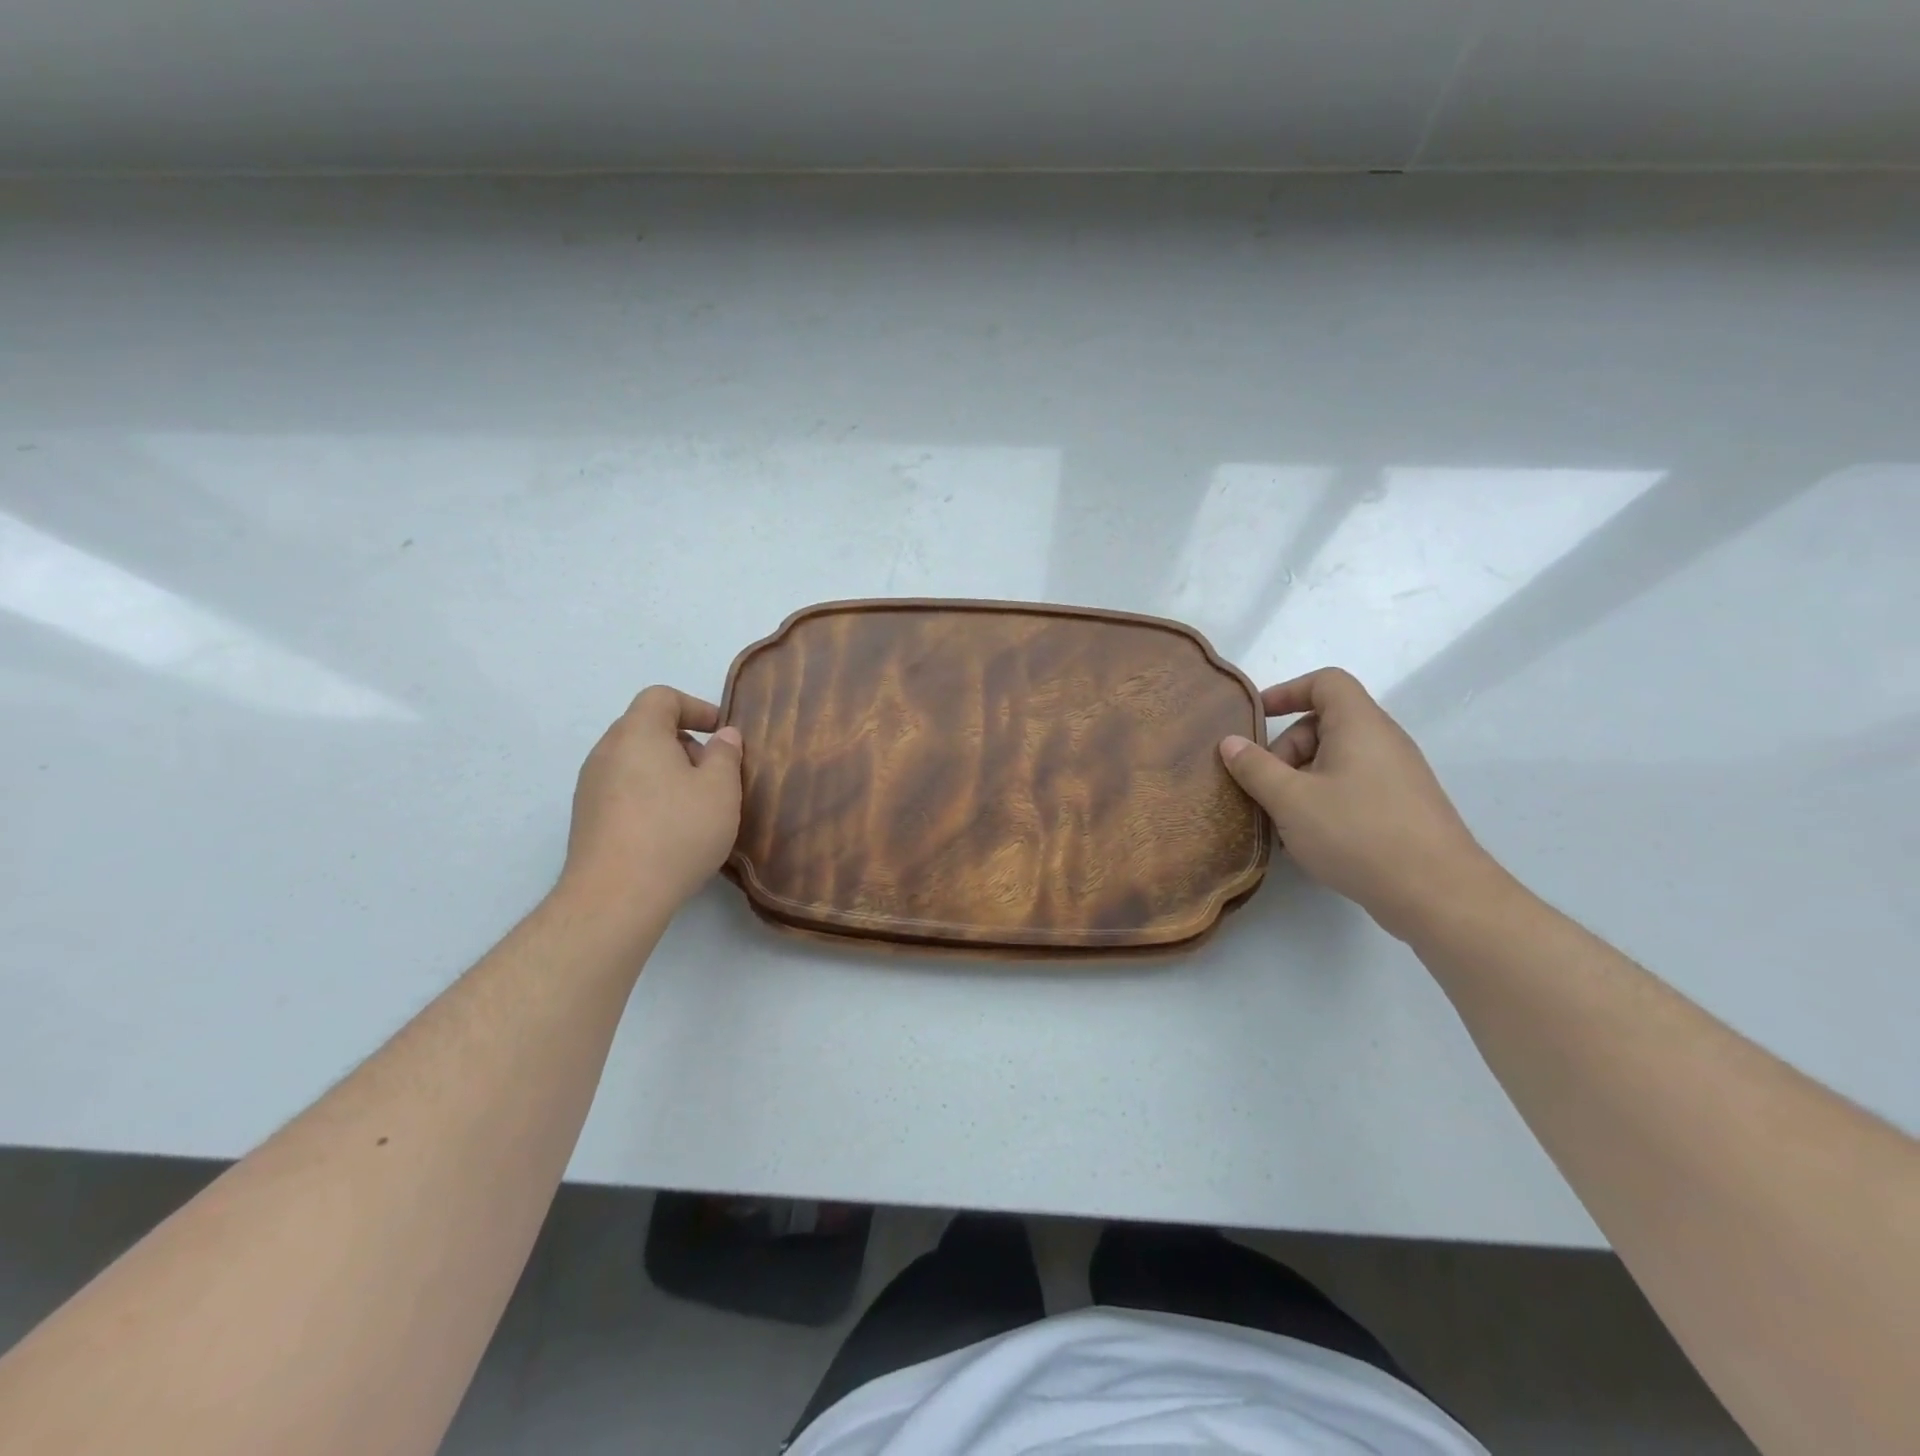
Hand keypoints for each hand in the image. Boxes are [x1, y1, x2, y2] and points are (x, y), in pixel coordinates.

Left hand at [558, 686, 743, 922]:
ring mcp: (590, 786)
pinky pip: (624, 789)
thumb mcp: (720, 789)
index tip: (722, 733)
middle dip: (685, 742)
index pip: (662, 697)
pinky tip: (670, 829)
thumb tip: (723, 736)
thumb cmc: (675, 831)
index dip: (696, 707)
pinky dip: (649, 794)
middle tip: (714, 772)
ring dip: (667, 771)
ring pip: (635, 761)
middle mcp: (606, 751)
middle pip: (646, 728)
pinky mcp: (587, 818)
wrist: (615, 896)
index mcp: (637, 733)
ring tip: (696, 804)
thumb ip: (725, 754)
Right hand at [1220, 668, 1501, 939]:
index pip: (1326, 682)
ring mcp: (1397, 775)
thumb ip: (1255, 767)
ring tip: (1282, 819)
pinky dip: (1323, 799)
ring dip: (1300, 780)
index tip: (1257, 719)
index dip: (1287, 691)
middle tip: (1265, 787)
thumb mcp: (1290, 800)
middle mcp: (1383, 741)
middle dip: (1286, 749)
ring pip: (1336, 760)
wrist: (1437, 893)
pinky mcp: (1402, 806)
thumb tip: (1230, 742)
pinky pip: (1353, 786)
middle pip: (1325, 723)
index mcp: (1360, 725)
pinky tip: (1309, 837)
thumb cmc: (1357, 833)